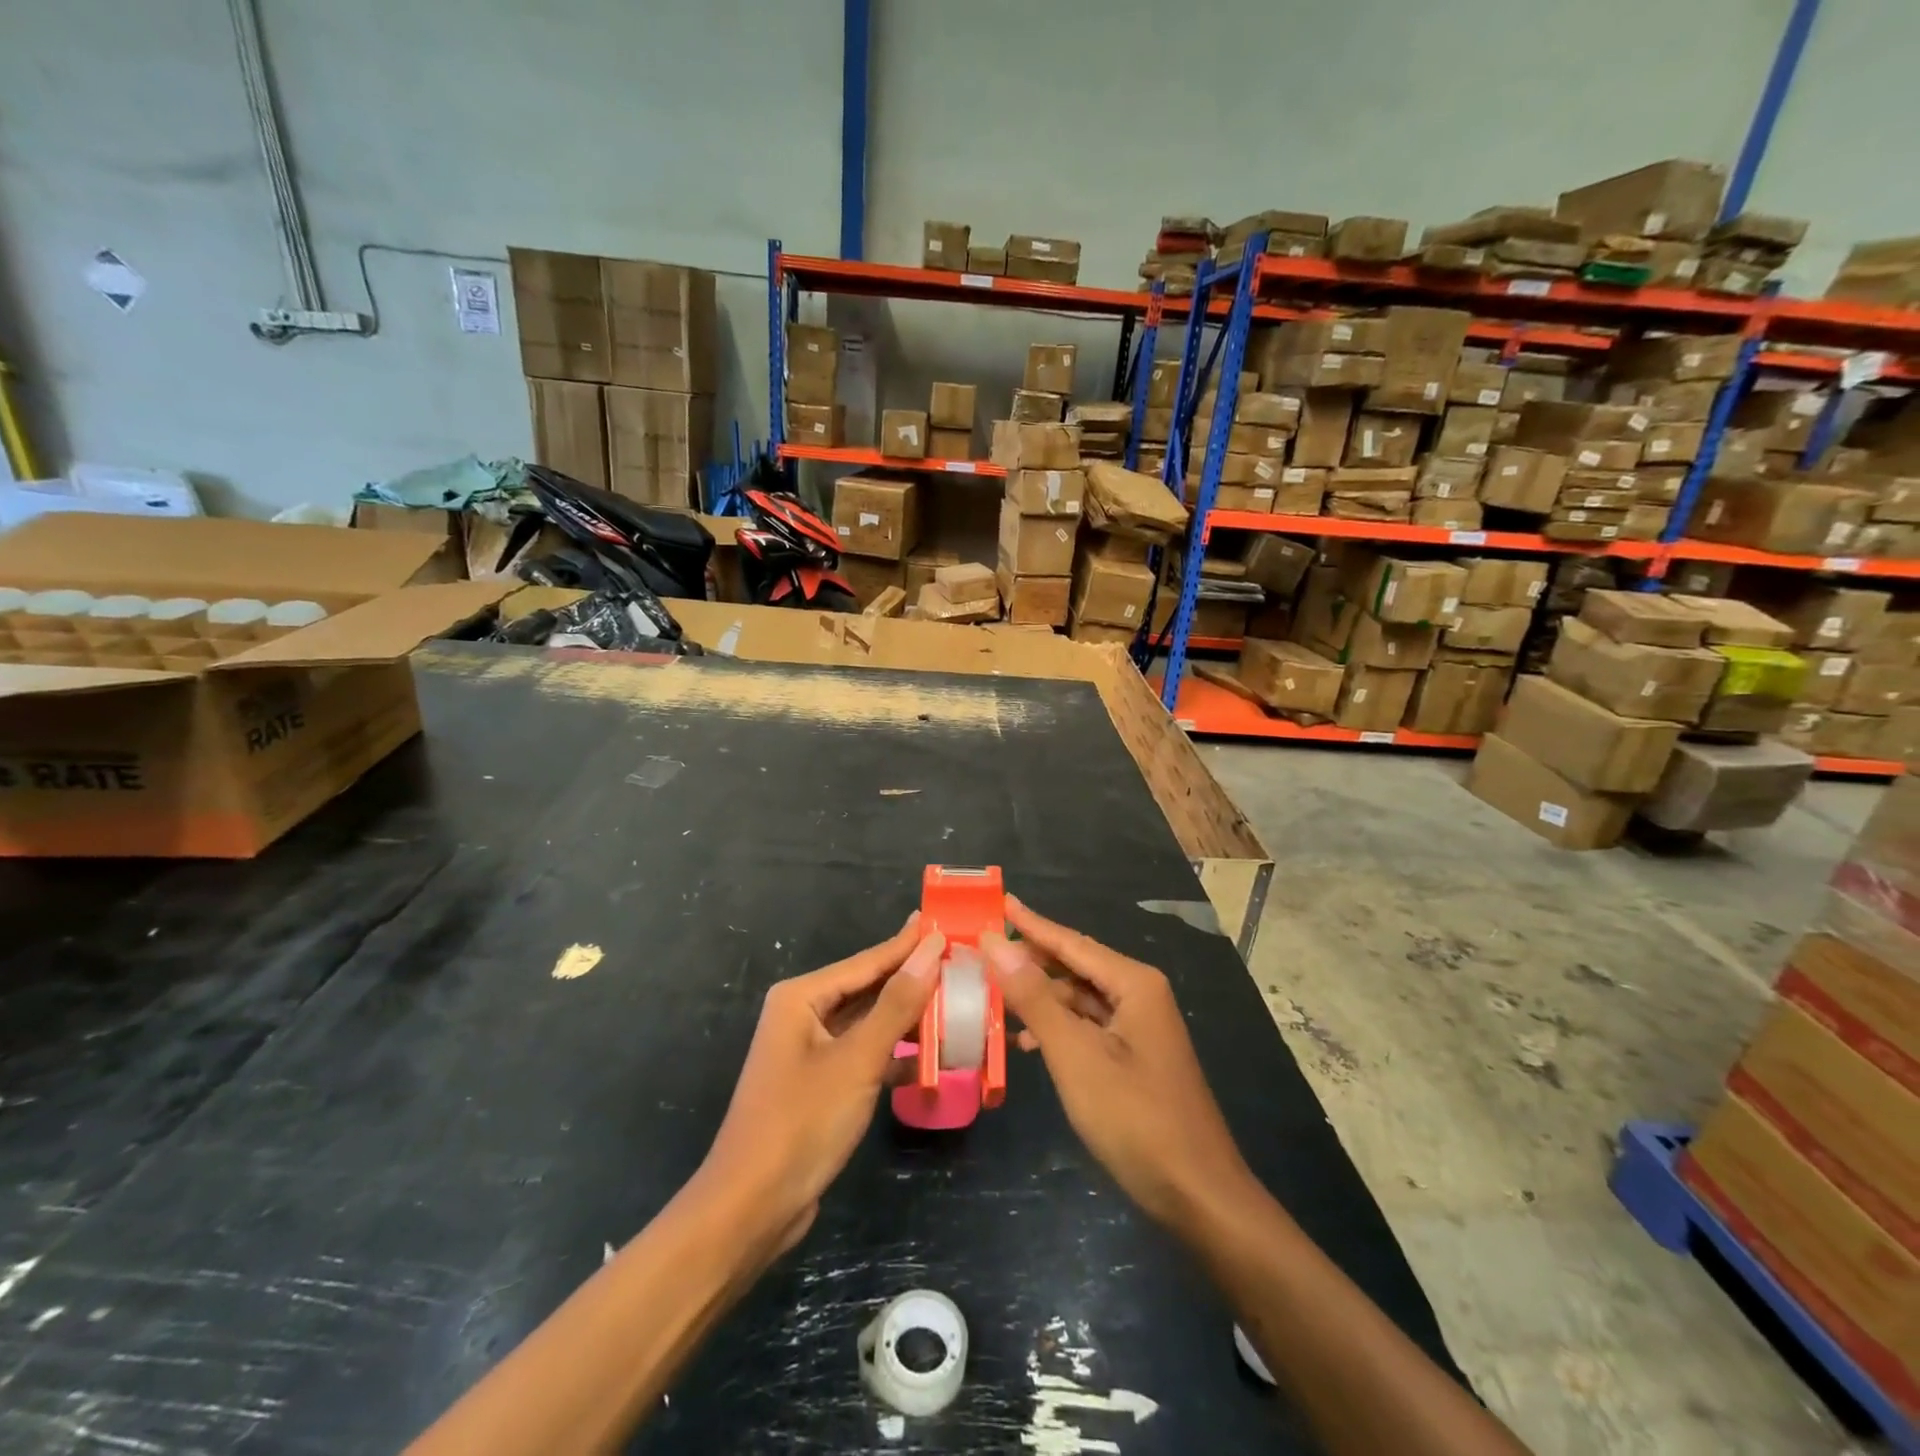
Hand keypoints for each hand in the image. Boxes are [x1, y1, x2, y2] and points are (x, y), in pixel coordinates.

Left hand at [697, 915, 945, 1258]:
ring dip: (909, 1019)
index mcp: (802, 997)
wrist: (752, 1209)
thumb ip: (897, 1003)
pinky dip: (895, 1054)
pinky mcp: (821, 1084)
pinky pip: (865, 1054)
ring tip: (956, 1002)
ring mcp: (811, 1051)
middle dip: (913, 979)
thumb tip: (931, 949)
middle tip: (960, 961)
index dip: (909, 944)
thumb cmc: (802, 1122)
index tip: (947, 923)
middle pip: (869, 988)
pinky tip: (932, 1057)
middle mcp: (803, 1015)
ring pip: (869, 1023)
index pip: (868, 961)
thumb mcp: (857, 1059)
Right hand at [982, 896, 1252, 1230]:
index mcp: (1133, 983)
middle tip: (984, 954)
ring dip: (1040, 998)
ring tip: (993, 997)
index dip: (1031, 923)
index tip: (998, 901)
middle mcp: (1139, 994)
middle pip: (1075, 965)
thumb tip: (996, 944)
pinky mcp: (1135, 1057)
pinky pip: (1088, 1027)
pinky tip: (1026, 1044)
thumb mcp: (1075, 1055)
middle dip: (1031, 960)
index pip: (1070, 941)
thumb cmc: (1135, 1118)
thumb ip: (1034, 998)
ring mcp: (1139, 1027)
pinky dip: (1057, 1029)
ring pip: (1079, 999)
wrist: (1198, 1195)